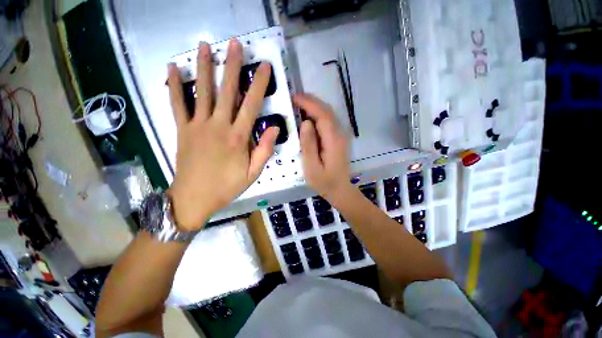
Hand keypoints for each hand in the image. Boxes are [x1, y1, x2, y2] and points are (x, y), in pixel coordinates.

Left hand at [167, 40, 278, 230]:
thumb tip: (275, 128)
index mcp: (237, 138)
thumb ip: (264, 150)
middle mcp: (218, 126)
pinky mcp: (182, 130)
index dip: (258, 84)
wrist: (193, 198)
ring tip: (205, 45)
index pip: (251, 105)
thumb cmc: (227, 187)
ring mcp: (197, 126)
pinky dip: (173, 85)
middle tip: (234, 43)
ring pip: (201, 92)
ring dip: (203, 67)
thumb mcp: (253, 173)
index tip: (263, 66)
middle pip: (226, 92)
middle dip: (231, 66)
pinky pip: (177, 104)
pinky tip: (171, 68)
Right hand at [295, 93, 351, 199]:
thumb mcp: (311, 167)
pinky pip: (328, 121)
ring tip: (299, 104)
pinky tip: (308, 117)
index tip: (294, 98)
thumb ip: (308, 145)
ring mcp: (341, 135)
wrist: (339, 189)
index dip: (309, 104)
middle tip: (294, 98)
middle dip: (311, 101)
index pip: (323, 115)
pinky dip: (318, 114)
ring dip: (314, 106)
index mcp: (333, 140)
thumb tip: (305, 123)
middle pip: (327, 111)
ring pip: (329, 114)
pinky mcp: (338, 138)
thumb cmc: (324, 181)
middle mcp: (340, 134)